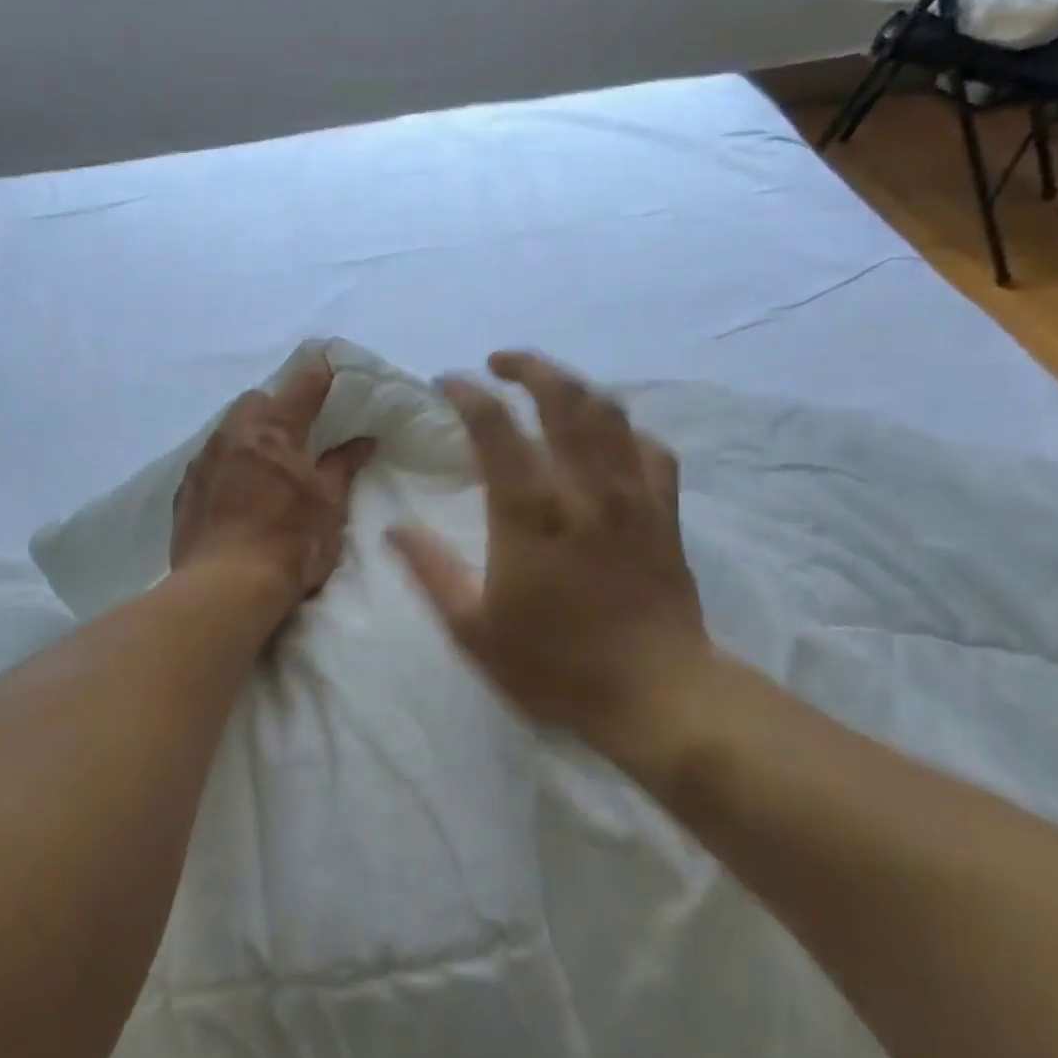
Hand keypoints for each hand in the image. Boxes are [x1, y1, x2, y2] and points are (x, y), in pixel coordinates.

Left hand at [171, 357, 375, 619]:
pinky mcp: (185, 490)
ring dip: (249, 437)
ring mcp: (203, 461)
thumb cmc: (290, 543)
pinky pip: (209, 461)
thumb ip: (343, 466)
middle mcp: (233, 435)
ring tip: (266, 468)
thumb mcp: (329, 506)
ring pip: (228, 430)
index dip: (320, 374)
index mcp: (274, 430)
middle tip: (297, 436)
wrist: (225, 588)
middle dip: (276, 408)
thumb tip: (363, 440)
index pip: (302, 384)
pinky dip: (227, 466)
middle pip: (256, 401)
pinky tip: (237, 495)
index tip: (331, 369)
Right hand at [387, 351, 710, 777]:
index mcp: (530, 510)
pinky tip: (608, 439)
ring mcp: (631, 493)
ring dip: (573, 385)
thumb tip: (393, 530)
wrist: (657, 694)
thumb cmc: (556, 665)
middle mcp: (583, 486)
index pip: (494, 425)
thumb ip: (431, 572)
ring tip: (547, 385)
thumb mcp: (474, 630)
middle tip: (499, 363)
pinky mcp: (664, 510)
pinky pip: (649, 449)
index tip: (446, 384)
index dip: (466, 393)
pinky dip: (624, 431)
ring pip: (607, 411)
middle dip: (527, 366)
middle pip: (561, 395)